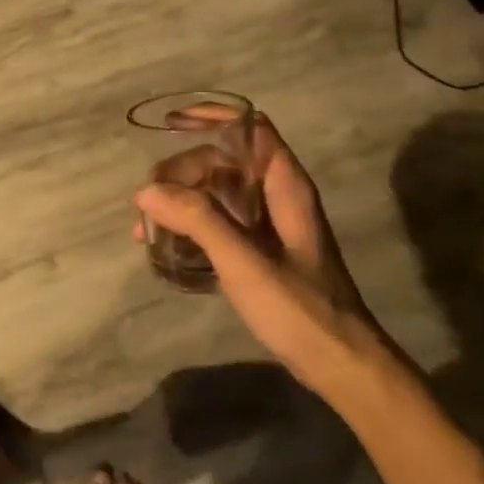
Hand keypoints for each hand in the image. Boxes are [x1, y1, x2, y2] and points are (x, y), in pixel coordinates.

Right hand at [135, 115, 398, 405]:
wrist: (339, 365)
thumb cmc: (300, 309)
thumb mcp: (245, 262)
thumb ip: (198, 220)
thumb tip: (146, 191)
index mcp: (286, 187)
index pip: (252, 129)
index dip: (214, 118)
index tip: (171, 123)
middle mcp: (276, 198)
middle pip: (222, 162)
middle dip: (181, 172)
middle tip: (147, 201)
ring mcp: (266, 227)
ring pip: (215, 194)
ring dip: (178, 202)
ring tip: (144, 228)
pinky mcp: (256, 253)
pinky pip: (214, 224)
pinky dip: (187, 227)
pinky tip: (164, 246)